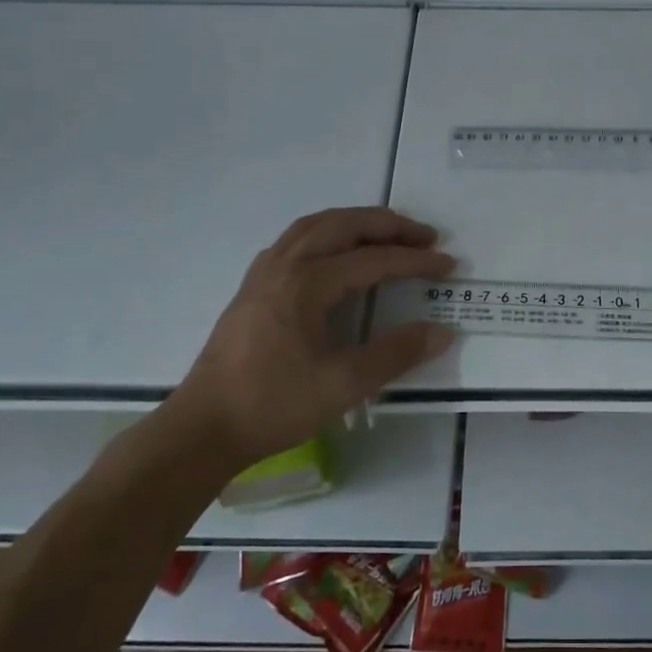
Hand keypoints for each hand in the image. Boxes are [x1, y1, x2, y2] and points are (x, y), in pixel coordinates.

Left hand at [170, 207, 455, 457]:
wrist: (202, 429)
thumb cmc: (273, 405)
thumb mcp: (343, 385)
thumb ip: (395, 354)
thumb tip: (442, 331)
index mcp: (306, 284)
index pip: (373, 260)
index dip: (415, 261)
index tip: (448, 265)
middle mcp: (284, 265)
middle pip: (343, 225)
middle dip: (389, 226)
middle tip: (425, 235)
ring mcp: (264, 272)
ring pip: (316, 226)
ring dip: (357, 223)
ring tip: (388, 233)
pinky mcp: (253, 286)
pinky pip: (297, 239)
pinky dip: (327, 233)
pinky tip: (336, 253)